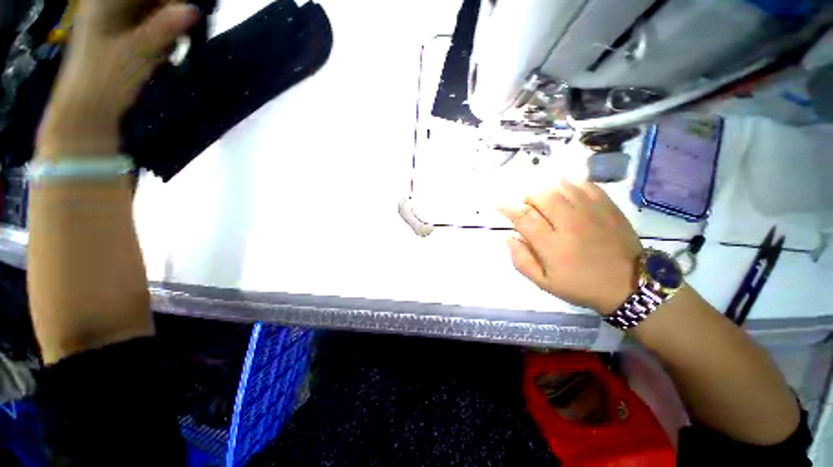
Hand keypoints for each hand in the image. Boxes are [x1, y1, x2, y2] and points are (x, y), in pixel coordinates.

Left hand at [38, 0, 199, 155]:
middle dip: (172, 11)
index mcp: (105, 1)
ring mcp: (115, 22)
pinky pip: (149, 26)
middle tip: (187, 33)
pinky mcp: (122, 37)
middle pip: (150, 0)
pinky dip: (163, 34)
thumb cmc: (106, 79)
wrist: (87, 111)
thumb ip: (165, 28)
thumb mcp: (138, 51)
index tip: (189, 16)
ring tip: (180, 42)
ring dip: (170, 25)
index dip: (170, 1)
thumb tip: (194, 9)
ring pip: (151, 12)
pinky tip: (170, 47)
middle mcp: (109, 5)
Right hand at [500, 180, 642, 314]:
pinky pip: (582, 184)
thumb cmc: (580, 285)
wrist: (629, 284)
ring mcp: (591, 211)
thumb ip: (521, 260)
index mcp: (552, 245)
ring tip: (544, 202)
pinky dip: (568, 186)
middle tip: (527, 208)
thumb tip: (508, 237)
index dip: (506, 207)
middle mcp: (570, 223)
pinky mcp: (607, 205)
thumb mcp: (544, 282)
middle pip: (540, 195)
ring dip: (545, 190)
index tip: (496, 203)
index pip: (523, 216)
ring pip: (560, 186)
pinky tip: (565, 197)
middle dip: (526, 197)